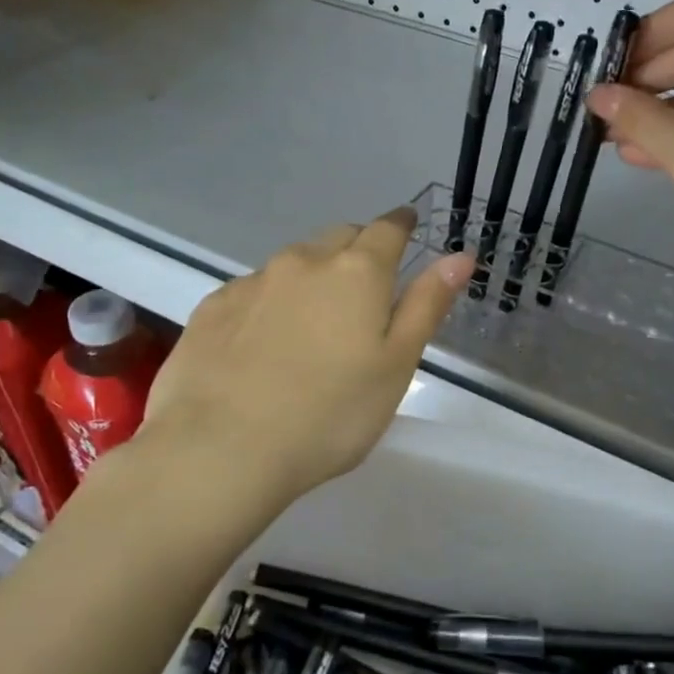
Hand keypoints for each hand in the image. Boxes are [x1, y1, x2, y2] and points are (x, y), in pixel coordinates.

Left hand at [140, 208, 472, 507]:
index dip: (402, 224)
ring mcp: (253, 282)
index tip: (408, 225)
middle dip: (358, 247)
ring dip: (313, 274)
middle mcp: (304, 262)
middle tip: (367, 282)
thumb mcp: (396, 365)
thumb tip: (460, 255)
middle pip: (339, 237)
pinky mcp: (213, 307)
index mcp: (357, 273)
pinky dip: (271, 300)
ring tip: (315, 317)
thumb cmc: (330, 415)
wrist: (221, 449)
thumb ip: (427, 304)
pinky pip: (254, 288)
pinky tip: (264, 339)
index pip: (387, 229)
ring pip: (294, 262)